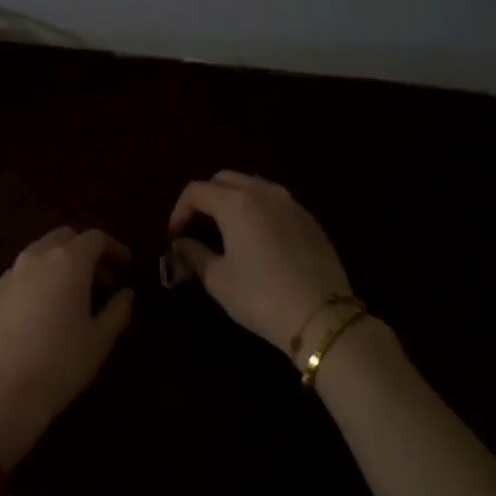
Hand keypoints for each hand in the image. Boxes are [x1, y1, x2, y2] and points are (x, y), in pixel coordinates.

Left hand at [0, 227, 134, 467]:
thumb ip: (118, 310)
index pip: (95, 238)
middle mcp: (36, 258)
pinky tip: (46, 308)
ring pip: (40, 253)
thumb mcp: (100, 339)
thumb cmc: (61, 362)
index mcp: (68, 261)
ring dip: (61, 263)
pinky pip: (22, 273)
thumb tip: (125, 294)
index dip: (114, 248)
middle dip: (86, 251)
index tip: (126, 265)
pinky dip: (40, 278)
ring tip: (74, 295)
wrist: (2, 391)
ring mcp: (10, 274)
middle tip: (102, 280)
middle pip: (64, 238)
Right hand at [168, 172, 352, 352]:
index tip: (174, 236)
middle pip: (224, 179)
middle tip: (196, 228)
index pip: (195, 191)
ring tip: (224, 230)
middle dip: (204, 199)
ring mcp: (291, 202)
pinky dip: (256, 210)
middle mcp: (264, 192)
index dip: (178, 211)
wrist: (321, 315)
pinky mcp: (309, 218)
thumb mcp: (218, 279)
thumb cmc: (260, 296)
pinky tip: (255, 239)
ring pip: (252, 186)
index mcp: (236, 203)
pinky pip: (274, 201)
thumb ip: (194, 254)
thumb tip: (181, 243)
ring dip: (231, 200)